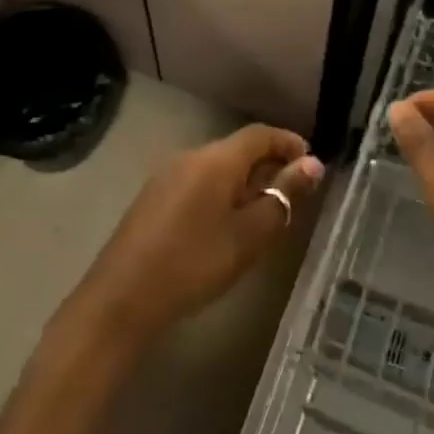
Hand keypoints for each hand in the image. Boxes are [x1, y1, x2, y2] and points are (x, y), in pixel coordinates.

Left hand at [69, 124, 324, 351]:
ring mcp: (166, 175)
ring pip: (216, 167)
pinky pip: (197, 182)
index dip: (288, 143)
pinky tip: (225, 225)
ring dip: (244, 181)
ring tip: (262, 215)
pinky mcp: (153, 197)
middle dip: (268, 165)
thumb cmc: (194, 263)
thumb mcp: (249, 235)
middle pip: (237, 148)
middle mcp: (190, 156)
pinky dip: (221, 193)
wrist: (121, 299)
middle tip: (292, 196)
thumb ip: (282, 197)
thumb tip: (312, 164)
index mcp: (216, 159)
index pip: (260, 134)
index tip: (311, 164)